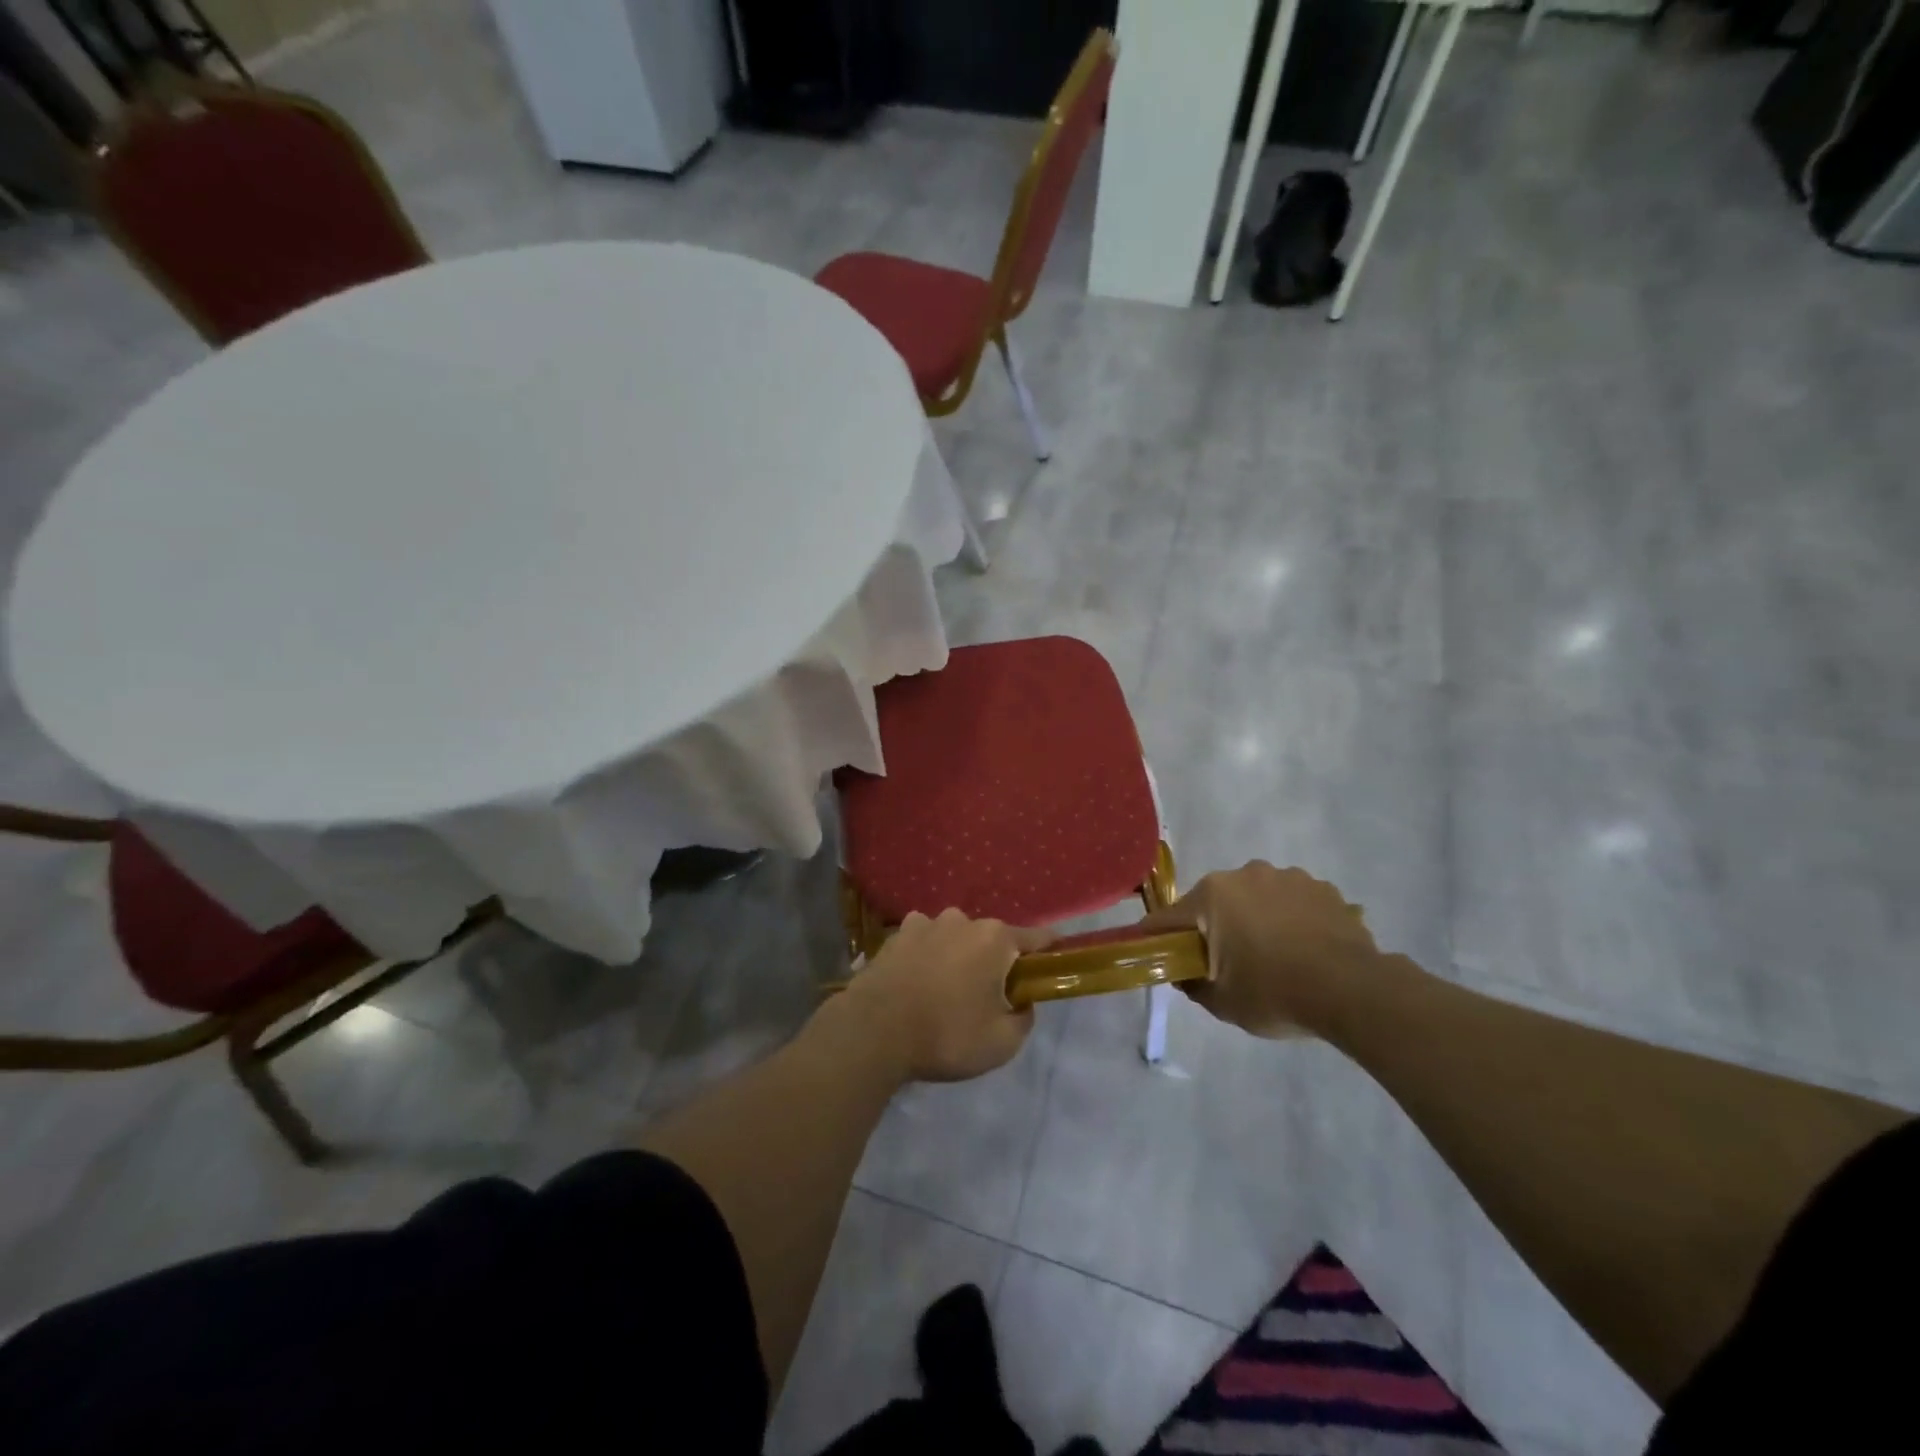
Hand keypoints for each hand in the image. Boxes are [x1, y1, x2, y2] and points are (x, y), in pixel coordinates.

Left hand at [837, 909, 1054, 1082]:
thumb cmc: (946, 1034)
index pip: (1036, 938)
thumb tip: (1020, 1003)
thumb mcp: (1002, 1043)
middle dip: (995, 960)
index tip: (1056, 958)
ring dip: (957, 956)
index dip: (1049, 949)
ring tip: (948, 989)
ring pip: (954, 937)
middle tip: (989, 995)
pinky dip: (927, 956)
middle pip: (991, 938)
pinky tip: (918, 981)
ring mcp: (925, 923)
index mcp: (995, 939)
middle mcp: (962, 920)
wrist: (874, 1031)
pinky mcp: (895, 936)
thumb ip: (1023, 1019)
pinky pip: (923, 942)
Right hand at [1138, 861, 1377, 1038]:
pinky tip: (1306, 951)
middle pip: (1215, 903)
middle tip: (1227, 964)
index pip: (1169, 918)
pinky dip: (1292, 920)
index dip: (1158, 939)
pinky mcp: (1322, 888)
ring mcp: (1287, 877)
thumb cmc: (1274, 993)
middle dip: (1215, 928)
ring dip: (1257, 920)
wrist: (1353, 991)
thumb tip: (1184, 974)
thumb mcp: (1222, 1002)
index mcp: (1212, 896)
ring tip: (1276, 957)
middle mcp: (1245, 874)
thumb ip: (1193, 984)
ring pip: (1257, 898)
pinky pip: (1294, 903)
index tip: (1157, 956)